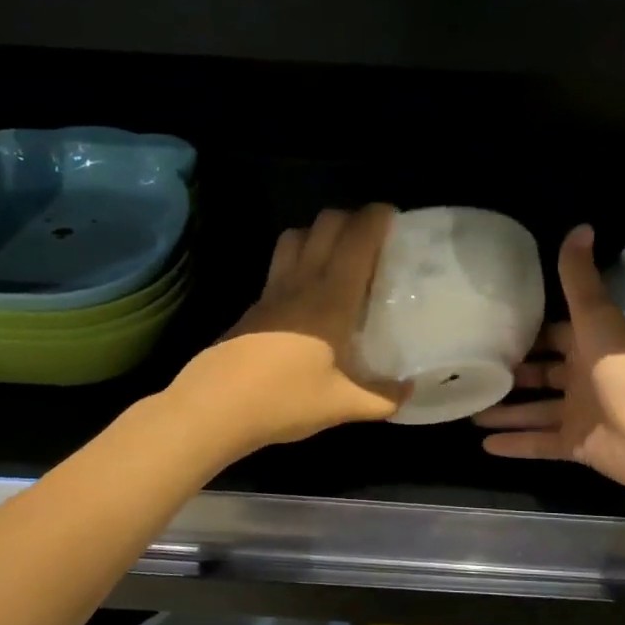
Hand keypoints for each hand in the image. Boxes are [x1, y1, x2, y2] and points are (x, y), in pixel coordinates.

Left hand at [172, 205, 407, 449]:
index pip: (356, 239)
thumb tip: (409, 390)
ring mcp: (273, 291)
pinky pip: (280, 265)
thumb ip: (383, 398)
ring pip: (296, 236)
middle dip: (351, 218)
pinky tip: (308, 293)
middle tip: (371, 239)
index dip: (376, 218)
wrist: (216, 407)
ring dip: (319, 233)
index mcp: (332, 297)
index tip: (393, 217)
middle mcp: (302, 282)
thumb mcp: (344, 405)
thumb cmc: (286, 399)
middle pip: (325, 224)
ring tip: (337, 257)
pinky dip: (299, 260)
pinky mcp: (254, 306)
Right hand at [473, 225, 624, 493]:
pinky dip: (515, 444)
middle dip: (513, 373)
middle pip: (543, 374)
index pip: (556, 335)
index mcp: (591, 344)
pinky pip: (539, 443)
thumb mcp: (595, 317)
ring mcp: (581, 413)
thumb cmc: (620, 369)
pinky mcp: (576, 444)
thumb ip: (579, 279)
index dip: (530, 332)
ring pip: (536, 411)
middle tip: (474, 370)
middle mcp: (585, 377)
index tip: (494, 329)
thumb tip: (580, 226)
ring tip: (469, 411)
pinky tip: (483, 445)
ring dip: (507, 411)